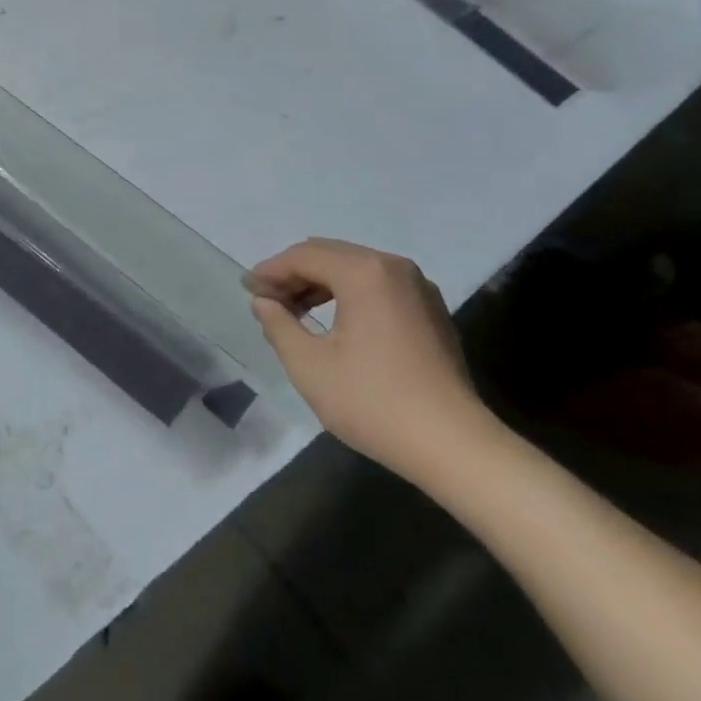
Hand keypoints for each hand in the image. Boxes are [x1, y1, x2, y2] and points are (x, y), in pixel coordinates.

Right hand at [248, 239, 492, 480]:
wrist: (454, 445)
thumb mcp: (309, 365)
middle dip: (294, 273)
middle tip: (266, 299)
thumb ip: (278, 325)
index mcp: (364, 272)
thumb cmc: (373, 401)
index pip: (304, 256)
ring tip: (294, 312)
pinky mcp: (431, 310)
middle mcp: (393, 267)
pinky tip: (333, 323)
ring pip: (355, 268)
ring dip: (320, 283)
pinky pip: (378, 286)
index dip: (270, 270)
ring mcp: (418, 287)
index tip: (246, 289)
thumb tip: (264, 302)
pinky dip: (348, 294)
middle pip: (330, 254)